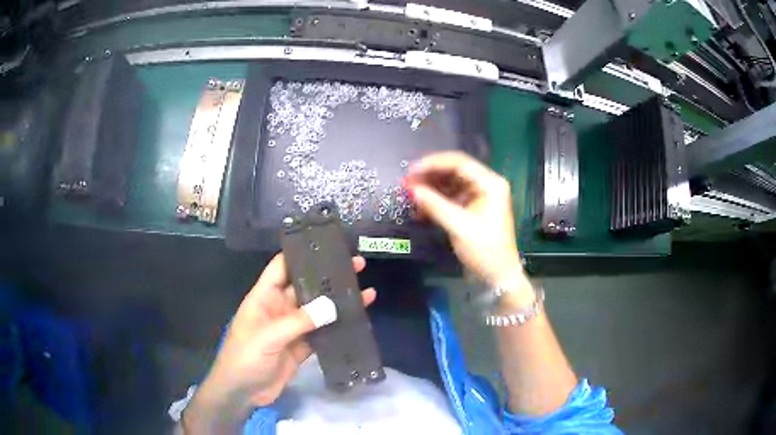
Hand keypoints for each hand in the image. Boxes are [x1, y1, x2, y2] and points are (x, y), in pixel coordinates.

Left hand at [182, 253, 375, 432]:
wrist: (243, 392)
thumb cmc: (245, 357)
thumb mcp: (268, 337)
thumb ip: (299, 321)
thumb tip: (333, 305)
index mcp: (264, 297)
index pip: (282, 267)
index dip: (301, 254)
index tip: (326, 244)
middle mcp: (279, 308)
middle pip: (306, 286)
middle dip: (329, 276)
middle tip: (357, 264)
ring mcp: (292, 328)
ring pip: (318, 310)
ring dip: (338, 302)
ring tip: (366, 290)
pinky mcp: (302, 347)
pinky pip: (322, 332)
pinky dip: (338, 327)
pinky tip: (357, 320)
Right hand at [405, 151, 522, 286]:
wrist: (498, 276)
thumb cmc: (485, 250)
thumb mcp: (459, 227)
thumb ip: (434, 205)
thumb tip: (410, 189)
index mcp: (490, 183)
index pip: (459, 162)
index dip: (433, 163)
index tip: (410, 171)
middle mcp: (485, 184)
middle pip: (453, 171)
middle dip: (429, 176)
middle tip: (406, 183)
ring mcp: (478, 196)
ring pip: (450, 184)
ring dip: (430, 188)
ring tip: (409, 194)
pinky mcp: (471, 208)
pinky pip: (450, 198)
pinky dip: (435, 201)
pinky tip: (420, 209)